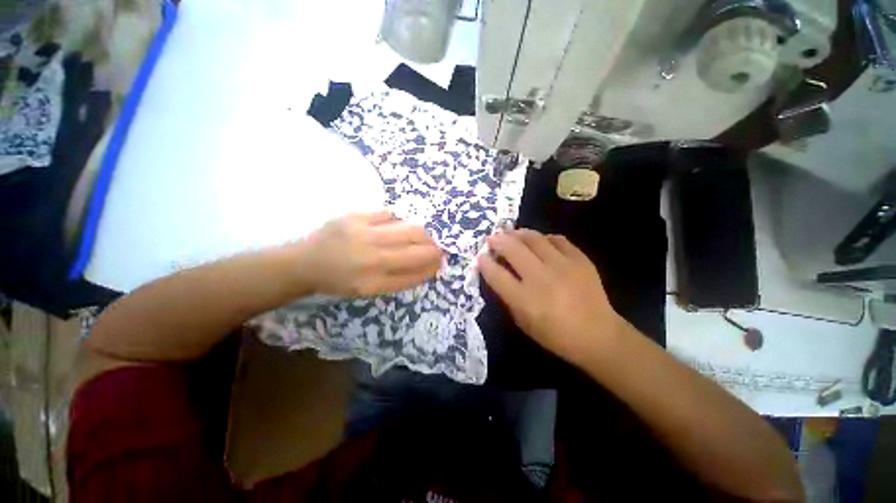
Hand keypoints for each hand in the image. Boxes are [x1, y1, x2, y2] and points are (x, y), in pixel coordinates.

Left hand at [293, 211, 442, 296]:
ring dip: (424, 234)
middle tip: (437, 249)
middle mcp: (372, 260)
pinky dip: (400, 221)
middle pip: (418, 251)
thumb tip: (425, 266)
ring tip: (423, 237)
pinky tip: (399, 226)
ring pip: (410, 229)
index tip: (439, 264)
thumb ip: (398, 280)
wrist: (305, 262)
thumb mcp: (369, 290)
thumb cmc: (339, 280)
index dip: (432, 268)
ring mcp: (364, 235)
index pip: (415, 274)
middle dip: (434, 250)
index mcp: (374, 283)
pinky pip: (390, 214)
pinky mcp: (356, 217)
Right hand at [478, 229, 622, 365]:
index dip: (485, 263)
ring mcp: (562, 266)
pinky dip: (544, 238)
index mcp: (524, 299)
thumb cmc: (555, 335)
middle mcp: (541, 278)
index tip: (481, 256)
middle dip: (498, 240)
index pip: (496, 274)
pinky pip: (557, 239)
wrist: (598, 335)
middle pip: (512, 249)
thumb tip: (498, 273)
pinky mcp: (580, 260)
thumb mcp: (523, 322)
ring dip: (518, 233)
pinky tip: (540, 241)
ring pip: (534, 238)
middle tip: (492, 238)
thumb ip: (508, 296)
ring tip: (512, 234)